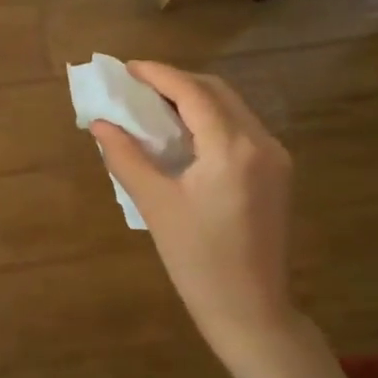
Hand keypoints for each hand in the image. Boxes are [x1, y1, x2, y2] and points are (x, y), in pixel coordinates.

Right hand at [92, 61, 301, 371]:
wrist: (250, 309)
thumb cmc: (197, 260)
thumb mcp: (155, 205)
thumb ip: (125, 157)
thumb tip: (100, 124)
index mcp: (232, 149)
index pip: (193, 93)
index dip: (158, 75)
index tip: (126, 68)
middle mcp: (261, 142)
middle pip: (217, 92)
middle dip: (176, 82)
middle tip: (136, 86)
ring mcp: (275, 157)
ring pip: (232, 107)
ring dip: (194, 99)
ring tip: (154, 105)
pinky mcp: (277, 173)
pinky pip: (240, 128)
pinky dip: (210, 119)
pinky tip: (183, 133)